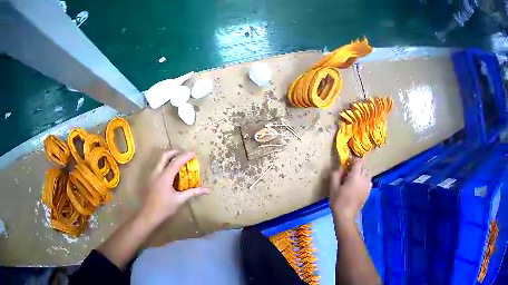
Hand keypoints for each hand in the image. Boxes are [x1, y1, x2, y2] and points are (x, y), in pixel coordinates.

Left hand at [139, 150, 208, 226]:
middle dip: (175, 152)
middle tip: (184, 153)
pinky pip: (158, 166)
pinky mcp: (149, 179)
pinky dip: (165, 164)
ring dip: (169, 157)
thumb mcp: (179, 200)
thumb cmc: (164, 208)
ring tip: (178, 161)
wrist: (148, 215)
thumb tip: (207, 190)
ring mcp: (151, 175)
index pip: (176, 162)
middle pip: (165, 155)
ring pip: (159, 160)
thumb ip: (192, 192)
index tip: (194, 153)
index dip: (186, 156)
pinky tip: (170, 172)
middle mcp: (157, 172)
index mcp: (165, 176)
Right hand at [329, 157, 371, 221]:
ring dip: (361, 172)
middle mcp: (364, 179)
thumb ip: (336, 174)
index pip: (358, 162)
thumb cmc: (338, 201)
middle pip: (364, 167)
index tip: (347, 162)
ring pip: (367, 174)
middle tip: (349, 170)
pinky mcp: (368, 192)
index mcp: (355, 176)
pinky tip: (357, 185)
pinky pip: (368, 181)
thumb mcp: (333, 187)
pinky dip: (364, 179)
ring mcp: (367, 186)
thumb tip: (340, 167)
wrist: (346, 216)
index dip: (353, 160)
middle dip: (357, 166)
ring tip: (353, 177)